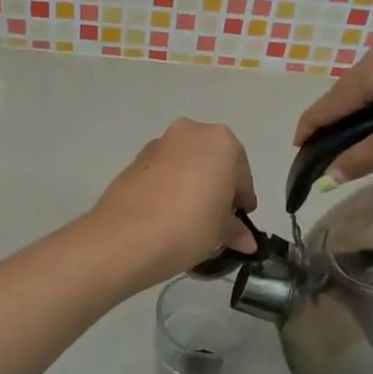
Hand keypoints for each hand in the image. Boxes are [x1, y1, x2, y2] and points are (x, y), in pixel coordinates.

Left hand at [87, 119, 258, 287]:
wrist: (126, 237)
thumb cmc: (190, 225)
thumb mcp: (221, 231)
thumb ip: (236, 230)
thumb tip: (246, 240)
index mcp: (221, 142)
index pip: (241, 173)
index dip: (242, 200)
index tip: (239, 222)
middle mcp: (190, 133)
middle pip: (212, 162)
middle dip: (216, 188)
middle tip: (216, 220)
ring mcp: (158, 145)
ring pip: (185, 166)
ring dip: (191, 187)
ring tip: (189, 222)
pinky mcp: (134, 162)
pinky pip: (162, 174)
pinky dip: (169, 189)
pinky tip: (167, 217)